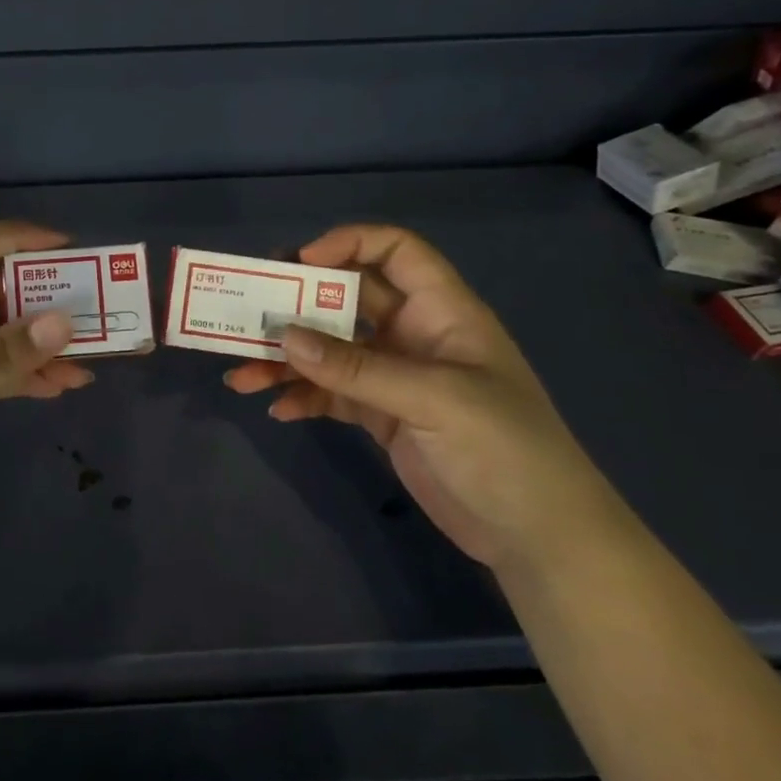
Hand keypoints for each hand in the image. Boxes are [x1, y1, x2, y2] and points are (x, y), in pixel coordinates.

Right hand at [224, 224, 617, 571]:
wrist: (538, 536)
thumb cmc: (506, 449)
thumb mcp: (434, 399)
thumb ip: (358, 368)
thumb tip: (285, 337)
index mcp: (441, 311)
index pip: (395, 252)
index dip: (348, 244)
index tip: (298, 263)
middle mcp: (413, 335)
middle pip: (347, 300)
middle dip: (297, 304)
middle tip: (249, 312)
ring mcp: (395, 377)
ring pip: (330, 351)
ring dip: (287, 359)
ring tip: (242, 374)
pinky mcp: (382, 416)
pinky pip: (331, 394)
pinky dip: (303, 397)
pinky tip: (278, 409)